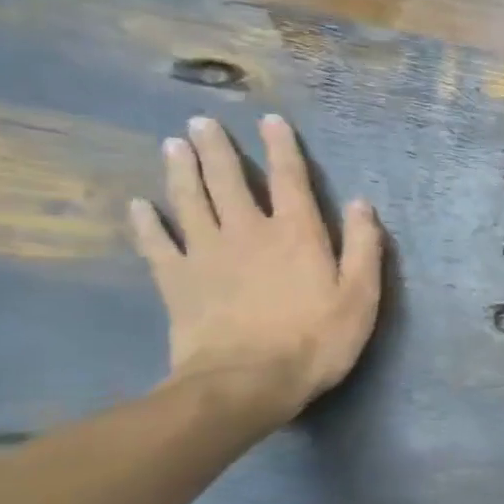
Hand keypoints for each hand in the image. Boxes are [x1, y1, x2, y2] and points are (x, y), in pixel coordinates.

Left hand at [130, 115, 383, 423]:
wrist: (247, 382)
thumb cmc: (316, 340)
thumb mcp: (360, 296)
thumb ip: (363, 247)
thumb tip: (362, 203)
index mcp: (297, 233)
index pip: (290, 180)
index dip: (281, 148)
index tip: (270, 120)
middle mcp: (249, 232)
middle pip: (229, 181)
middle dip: (217, 149)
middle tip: (201, 121)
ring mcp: (207, 254)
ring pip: (190, 201)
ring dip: (181, 171)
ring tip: (172, 145)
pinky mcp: (176, 281)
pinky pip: (157, 244)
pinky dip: (146, 223)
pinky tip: (139, 206)